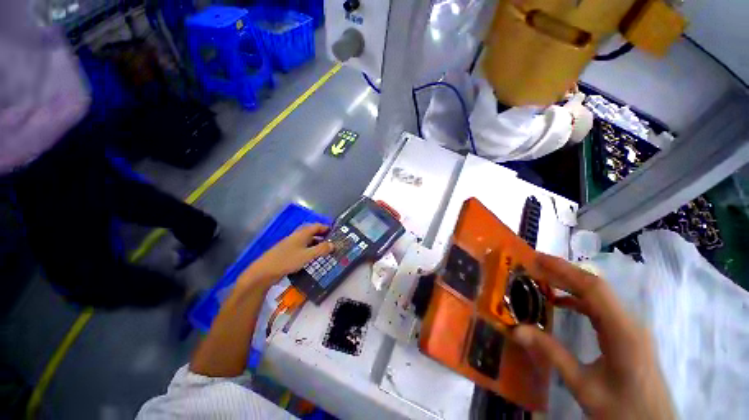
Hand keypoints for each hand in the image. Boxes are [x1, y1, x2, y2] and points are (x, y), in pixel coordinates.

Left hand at [242, 224, 333, 288]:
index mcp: (302, 233)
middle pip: (312, 232)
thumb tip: (333, 244)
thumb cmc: (288, 260)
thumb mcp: (307, 255)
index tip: (335, 232)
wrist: (264, 271)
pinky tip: (312, 257)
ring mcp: (291, 244)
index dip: (326, 228)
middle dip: (322, 236)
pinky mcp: (288, 252)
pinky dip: (310, 249)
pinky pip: (302, 247)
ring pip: (307, 240)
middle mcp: (297, 236)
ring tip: (325, 250)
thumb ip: (321, 249)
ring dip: (316, 243)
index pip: (317, 226)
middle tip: (332, 242)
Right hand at [512, 254, 674, 419]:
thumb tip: (516, 329)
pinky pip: (601, 309)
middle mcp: (629, 323)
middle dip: (563, 272)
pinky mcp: (628, 335)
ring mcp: (631, 328)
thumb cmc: (621, 410)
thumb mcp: (583, 386)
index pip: (592, 288)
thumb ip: (551, 353)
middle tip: (533, 265)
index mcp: (622, 331)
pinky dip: (579, 300)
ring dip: (570, 285)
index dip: (564, 269)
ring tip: (542, 280)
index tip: (537, 258)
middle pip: (596, 287)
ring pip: (599, 296)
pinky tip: (561, 304)